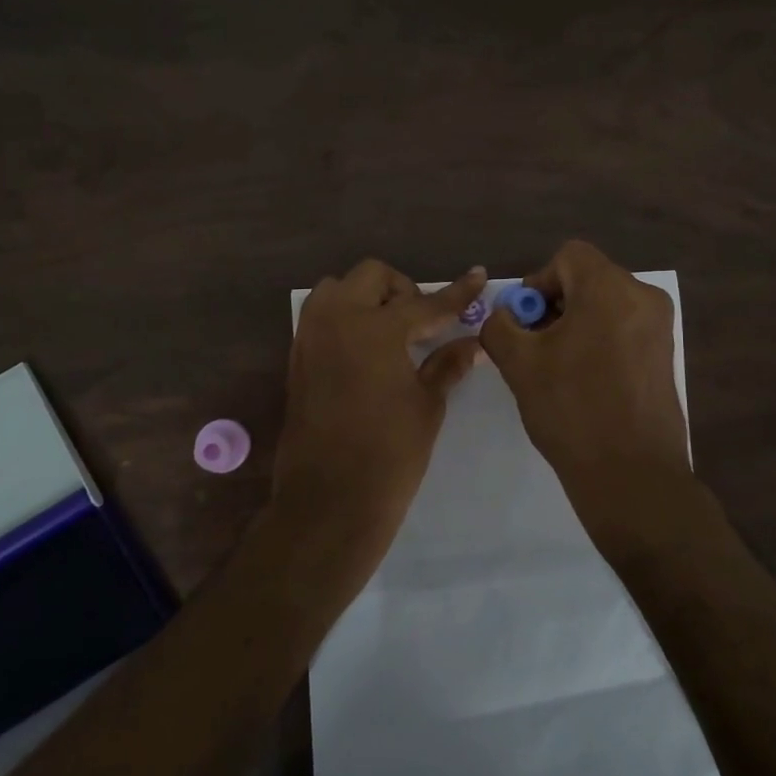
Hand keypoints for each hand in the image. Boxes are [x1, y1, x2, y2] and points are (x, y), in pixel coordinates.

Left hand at [273, 260, 486, 573]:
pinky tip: (367, 351)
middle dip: (402, 290)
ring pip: (337, 290)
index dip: (456, 292)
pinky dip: (345, 319)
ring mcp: (310, 337)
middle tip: (423, 322)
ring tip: (391, 333)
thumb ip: (447, 364)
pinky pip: (320, 317)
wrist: (329, 500)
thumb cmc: (389, 454)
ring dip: (366, 298)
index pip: (425, 302)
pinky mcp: (297, 358)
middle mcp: (336, 320)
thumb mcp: (427, 405)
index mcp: (375, 328)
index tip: (478, 275)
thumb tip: (474, 342)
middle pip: (371, 276)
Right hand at [478, 240, 690, 501]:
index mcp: (610, 288)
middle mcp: (643, 298)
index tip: (525, 323)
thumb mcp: (519, 364)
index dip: (537, 283)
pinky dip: (598, 341)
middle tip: (533, 347)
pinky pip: (623, 330)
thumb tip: (504, 317)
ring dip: (574, 325)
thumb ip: (500, 326)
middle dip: (554, 306)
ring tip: (555, 368)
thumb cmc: (572, 410)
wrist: (631, 475)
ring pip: (605, 306)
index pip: (568, 257)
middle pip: (587, 279)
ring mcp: (660, 328)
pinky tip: (584, 382)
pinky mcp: (664, 356)